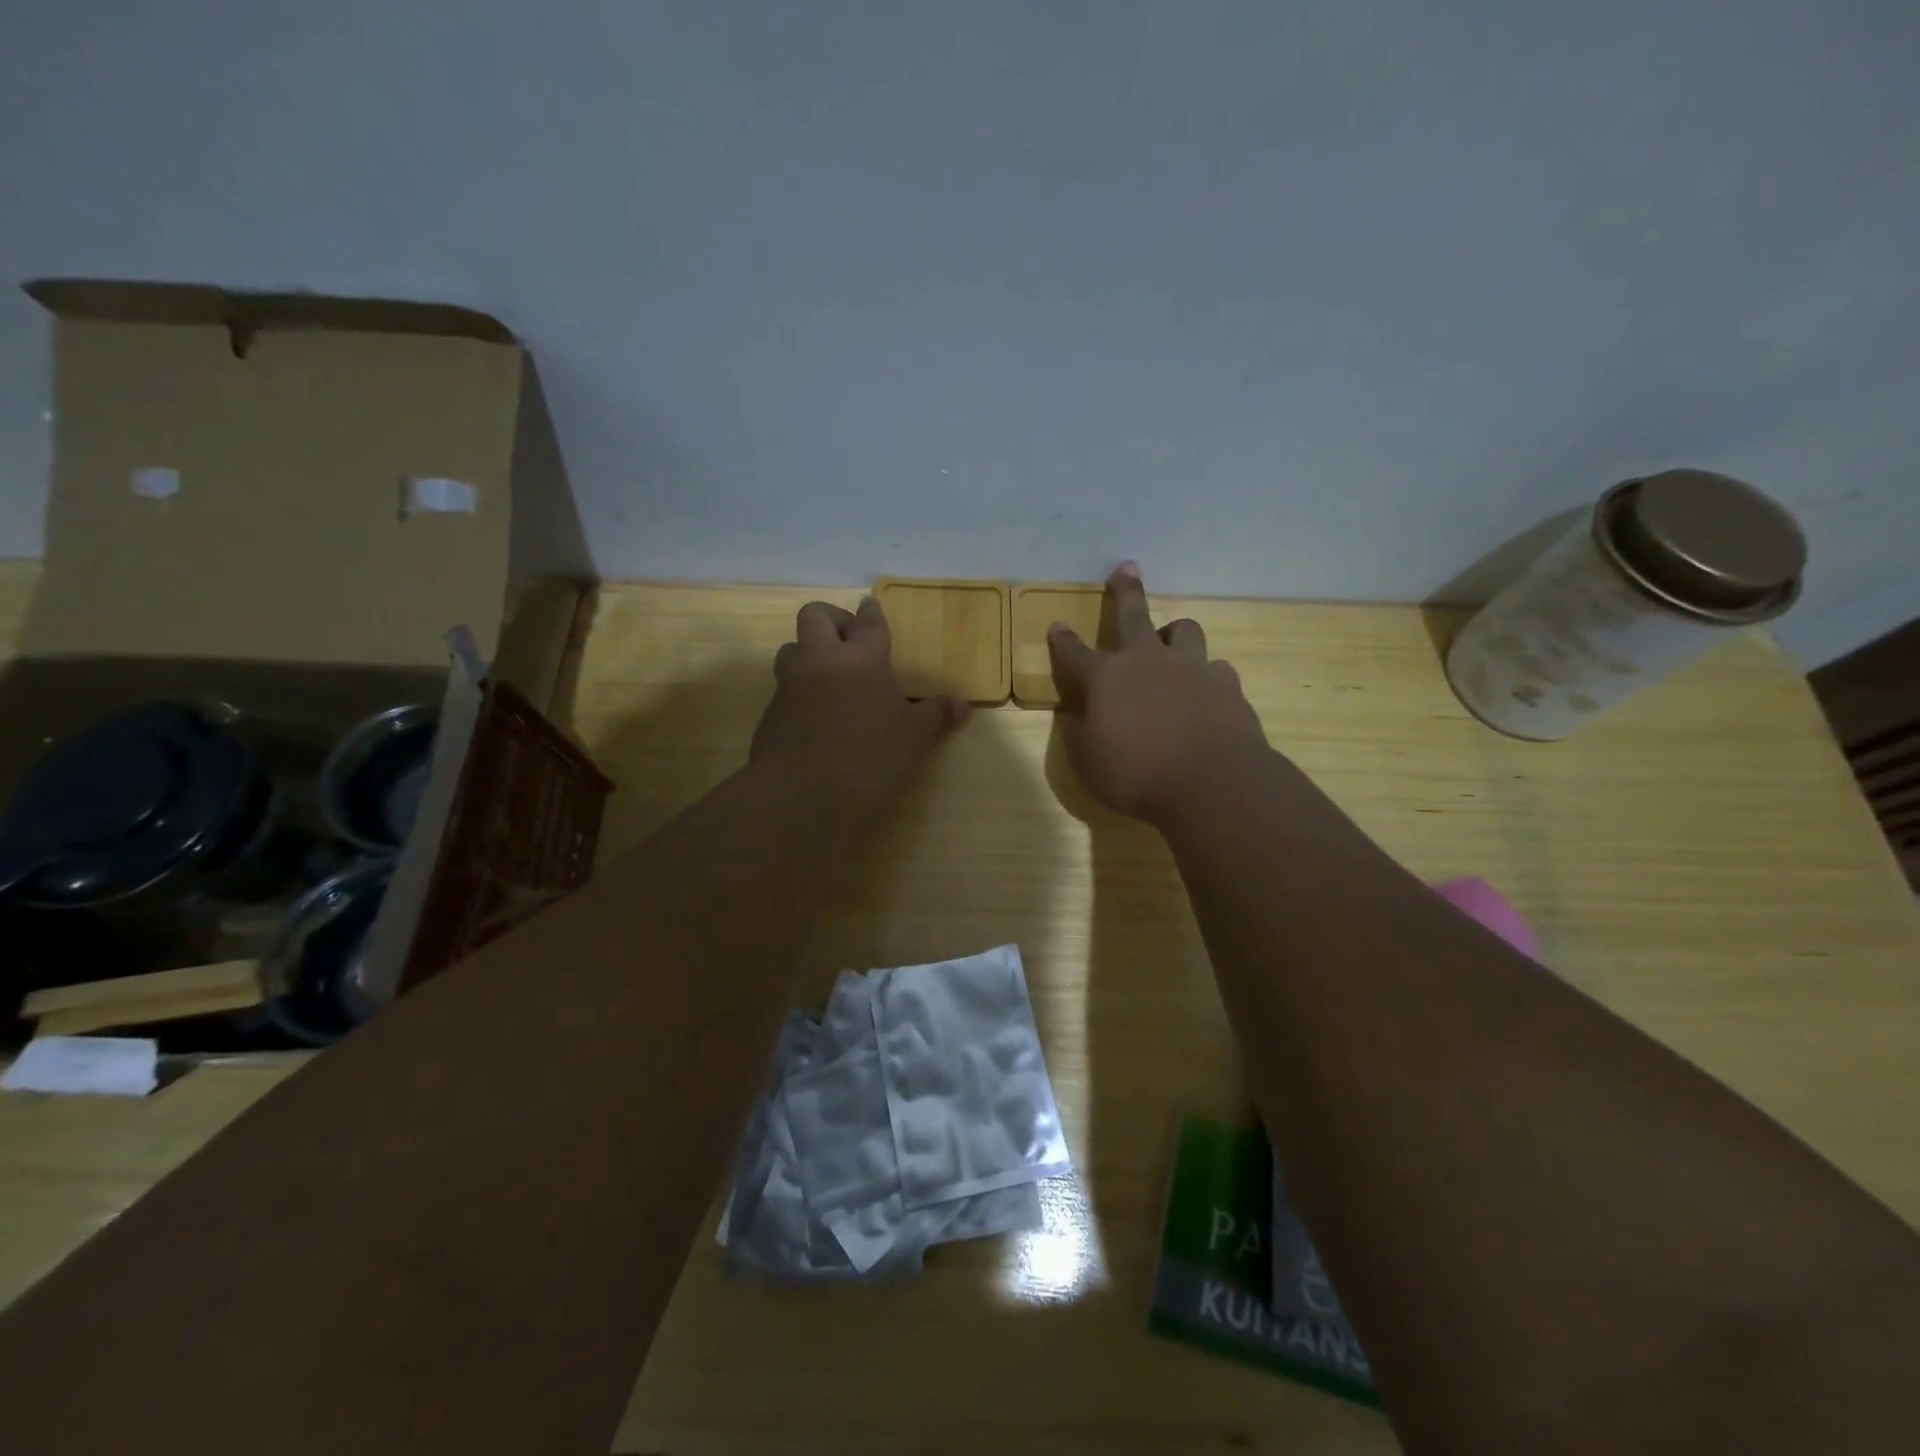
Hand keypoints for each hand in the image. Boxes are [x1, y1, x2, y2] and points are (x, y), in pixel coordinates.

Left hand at [751, 596, 970, 811]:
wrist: (802, 796)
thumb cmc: (869, 758)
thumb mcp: (913, 739)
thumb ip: (936, 716)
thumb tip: (962, 705)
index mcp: (861, 658)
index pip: (868, 623)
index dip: (871, 613)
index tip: (870, 604)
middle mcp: (821, 660)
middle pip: (815, 616)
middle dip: (832, 619)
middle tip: (849, 640)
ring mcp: (790, 685)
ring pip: (792, 649)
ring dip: (809, 653)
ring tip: (830, 676)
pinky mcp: (770, 713)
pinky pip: (784, 688)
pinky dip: (799, 692)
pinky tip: (815, 717)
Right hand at [1048, 562, 1269, 823]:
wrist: (1211, 783)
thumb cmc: (1136, 775)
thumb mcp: (1087, 762)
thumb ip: (1077, 732)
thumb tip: (1071, 713)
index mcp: (1105, 677)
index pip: (1074, 652)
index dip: (1062, 640)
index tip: (1057, 626)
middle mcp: (1147, 661)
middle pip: (1132, 615)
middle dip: (1125, 590)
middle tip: (1127, 568)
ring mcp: (1190, 668)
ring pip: (1185, 630)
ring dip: (1175, 632)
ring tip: (1172, 639)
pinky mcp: (1226, 685)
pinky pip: (1216, 668)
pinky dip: (1207, 676)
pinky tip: (1207, 689)